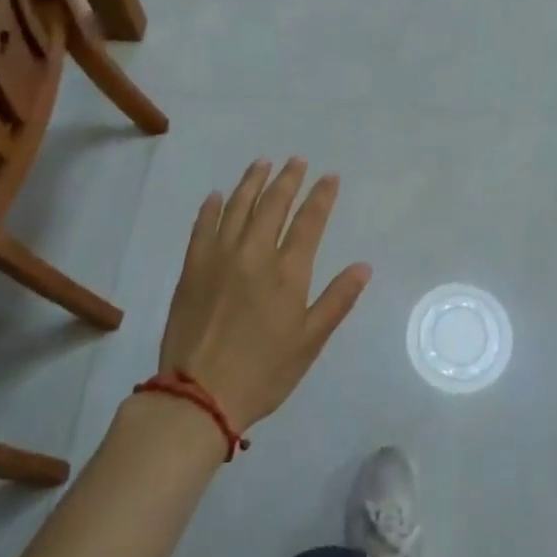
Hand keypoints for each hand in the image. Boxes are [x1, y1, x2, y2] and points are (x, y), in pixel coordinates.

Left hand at [156, 158, 371, 432]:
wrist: (198, 396)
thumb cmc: (263, 372)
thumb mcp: (310, 341)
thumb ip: (337, 300)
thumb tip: (363, 266)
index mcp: (287, 271)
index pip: (309, 221)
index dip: (322, 196)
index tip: (330, 177)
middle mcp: (254, 253)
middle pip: (273, 204)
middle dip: (288, 179)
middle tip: (297, 161)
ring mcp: (219, 257)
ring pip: (238, 207)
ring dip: (252, 182)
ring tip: (262, 164)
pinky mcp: (192, 268)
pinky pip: (202, 226)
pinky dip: (212, 208)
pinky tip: (217, 196)